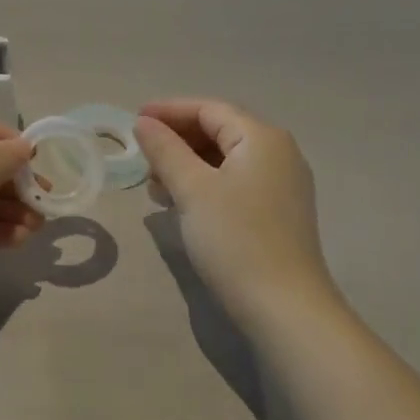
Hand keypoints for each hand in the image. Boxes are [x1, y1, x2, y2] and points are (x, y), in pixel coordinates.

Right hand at [135, 99, 341, 323]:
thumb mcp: (192, 189)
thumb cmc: (236, 239)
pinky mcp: (278, 212)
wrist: (286, 310)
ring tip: (155, 185)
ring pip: (225, 158)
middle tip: (142, 156)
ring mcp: (282, 184)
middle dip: (177, 139)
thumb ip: (165, 150)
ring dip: (187, 164)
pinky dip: (205, 184)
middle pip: (219, 130)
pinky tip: (180, 203)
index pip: (209, 109)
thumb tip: (144, 123)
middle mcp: (278, 153)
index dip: (169, 111)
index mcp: (262, 138)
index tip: (134, 119)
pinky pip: (235, 182)